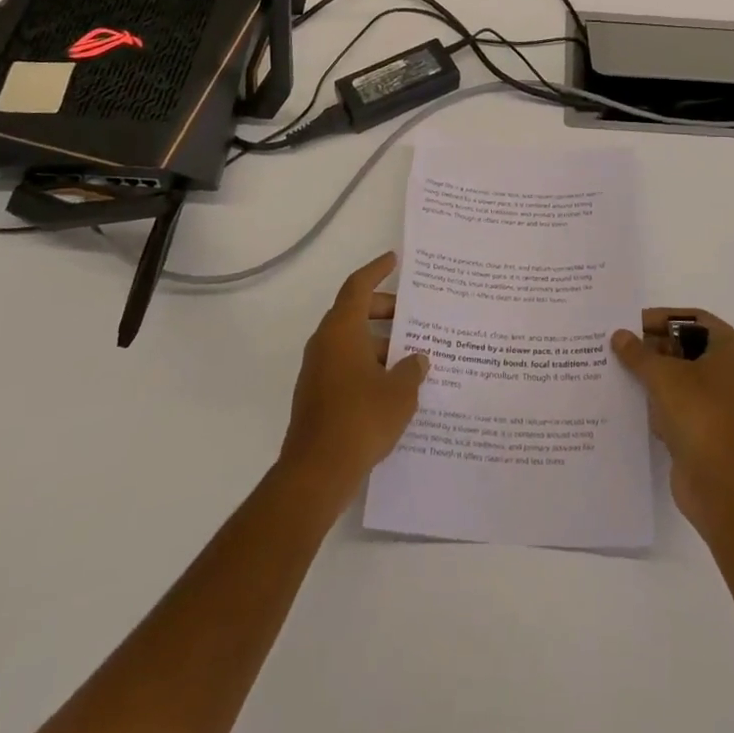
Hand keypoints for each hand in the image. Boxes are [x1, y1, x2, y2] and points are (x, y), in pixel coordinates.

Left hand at [280, 253, 428, 499]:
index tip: (394, 259)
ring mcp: (317, 371)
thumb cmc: (361, 419)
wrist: (316, 473)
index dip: (376, 270)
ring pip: (350, 342)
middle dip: (384, 310)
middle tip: (412, 315)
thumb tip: (417, 359)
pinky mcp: (316, 396)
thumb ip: (412, 369)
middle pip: (354, 312)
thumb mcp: (400, 392)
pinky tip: (392, 385)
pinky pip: (345, 366)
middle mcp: (325, 343)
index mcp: (342, 330)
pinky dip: (367, 365)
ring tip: (410, 355)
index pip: (358, 286)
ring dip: (378, 342)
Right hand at [612, 307, 733, 525]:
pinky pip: (686, 407)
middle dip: (656, 348)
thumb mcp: (662, 375)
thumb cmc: (699, 414)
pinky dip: (664, 403)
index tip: (631, 323)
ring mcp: (729, 405)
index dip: (662, 318)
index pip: (695, 320)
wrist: (722, 485)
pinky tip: (635, 404)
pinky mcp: (716, 432)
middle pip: (691, 348)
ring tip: (621, 372)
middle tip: (622, 348)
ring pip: (686, 379)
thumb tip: (619, 335)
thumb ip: (638, 353)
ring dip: (657, 377)